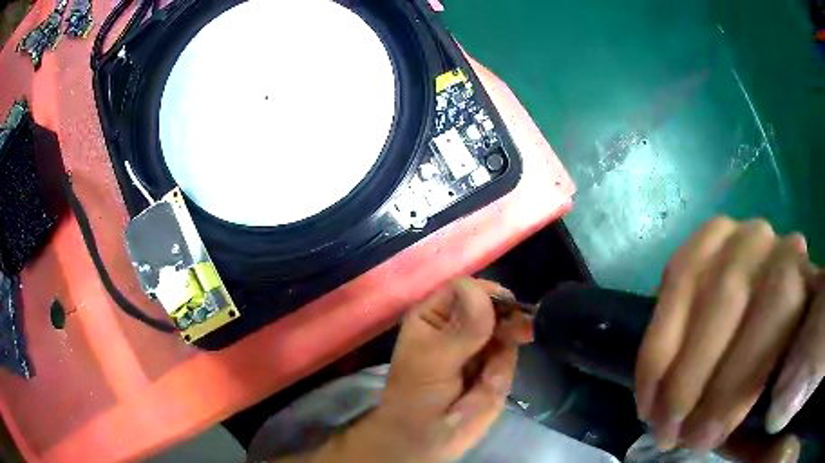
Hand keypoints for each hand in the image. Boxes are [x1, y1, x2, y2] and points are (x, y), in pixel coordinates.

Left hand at [316, 278, 532, 462]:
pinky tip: (485, 388)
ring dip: (504, 352)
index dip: (488, 294)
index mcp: (435, 314)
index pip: (465, 287)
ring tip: (484, 379)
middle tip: (518, 335)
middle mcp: (459, 323)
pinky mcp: (495, 365)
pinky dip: (503, 371)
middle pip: (493, 305)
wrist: (427, 439)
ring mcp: (480, 344)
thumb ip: (461, 329)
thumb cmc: (417, 397)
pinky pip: (510, 355)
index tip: (507, 309)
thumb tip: (479, 288)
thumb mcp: (434, 362)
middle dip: (506, 321)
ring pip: (507, 330)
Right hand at [635, 217, 823, 459]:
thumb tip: (715, 432)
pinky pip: (674, 276)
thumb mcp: (780, 373)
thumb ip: (764, 388)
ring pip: (693, 282)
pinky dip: (656, 338)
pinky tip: (649, 383)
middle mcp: (768, 239)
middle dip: (692, 376)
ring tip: (652, 413)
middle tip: (669, 433)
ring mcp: (734, 232)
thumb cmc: (777, 354)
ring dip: (666, 361)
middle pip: (727, 295)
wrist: (770, 308)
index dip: (737, 380)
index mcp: (799, 268)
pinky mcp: (704, 239)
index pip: (776, 310)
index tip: (703, 438)